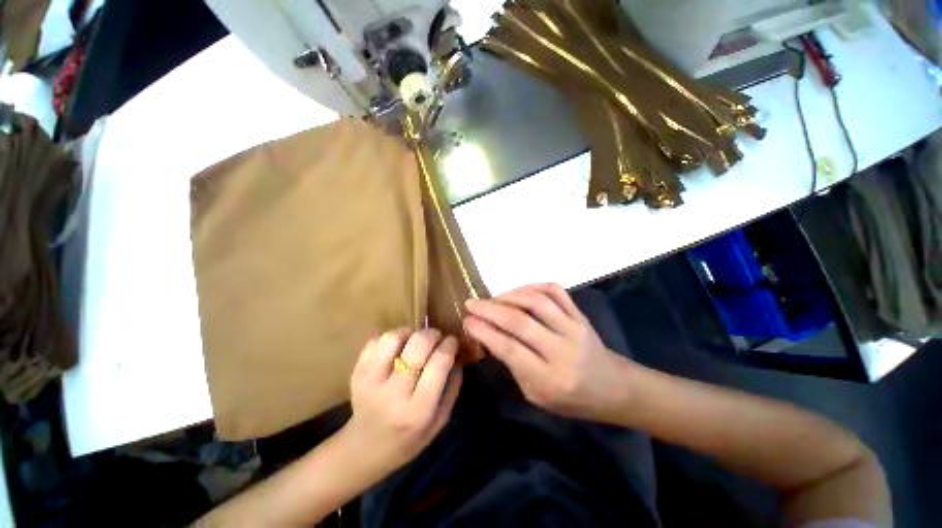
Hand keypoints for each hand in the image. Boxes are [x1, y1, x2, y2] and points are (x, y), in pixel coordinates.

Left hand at [341, 328, 462, 476]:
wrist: (365, 448)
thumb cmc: (409, 438)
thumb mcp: (441, 420)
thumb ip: (453, 386)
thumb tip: (457, 354)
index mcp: (419, 410)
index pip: (439, 362)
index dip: (450, 344)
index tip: (452, 341)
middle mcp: (394, 394)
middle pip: (417, 345)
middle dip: (433, 334)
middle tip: (436, 337)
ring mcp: (370, 381)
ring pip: (393, 338)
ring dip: (410, 332)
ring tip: (415, 340)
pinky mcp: (357, 372)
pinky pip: (375, 340)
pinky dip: (391, 337)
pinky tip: (397, 347)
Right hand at [464, 284, 631, 423]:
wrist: (613, 388)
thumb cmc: (570, 399)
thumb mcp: (535, 394)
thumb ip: (512, 364)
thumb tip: (489, 334)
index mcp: (550, 379)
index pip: (510, 349)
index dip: (485, 331)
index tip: (467, 321)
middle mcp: (563, 350)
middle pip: (520, 321)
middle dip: (490, 310)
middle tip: (471, 303)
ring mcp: (575, 328)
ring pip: (536, 302)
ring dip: (509, 296)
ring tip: (492, 298)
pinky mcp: (580, 314)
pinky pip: (555, 291)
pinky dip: (532, 286)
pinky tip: (518, 292)